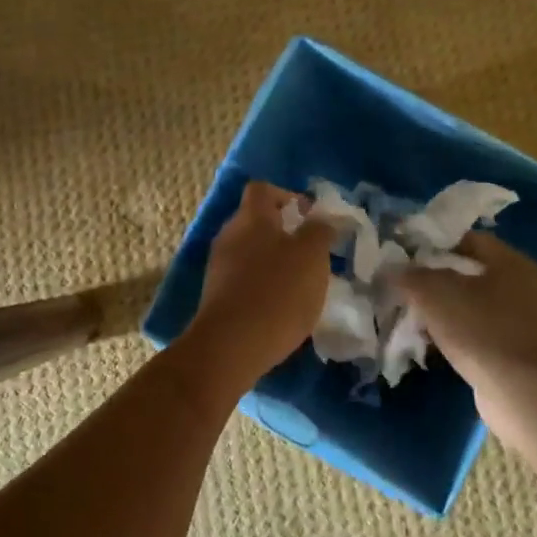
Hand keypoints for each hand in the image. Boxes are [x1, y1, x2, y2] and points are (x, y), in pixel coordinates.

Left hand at [182, 181, 334, 381]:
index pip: (263, 189)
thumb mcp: (312, 256)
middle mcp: (229, 235)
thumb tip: (320, 220)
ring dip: (273, 262)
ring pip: (250, 252)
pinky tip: (280, 308)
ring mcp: (218, 267)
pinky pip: (243, 280)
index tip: (310, 216)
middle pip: (255, 222)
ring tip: (300, 284)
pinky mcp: (216, 297)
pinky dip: (262, 286)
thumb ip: (319, 231)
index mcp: (251, 217)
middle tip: (311, 253)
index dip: (287, 196)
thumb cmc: (278, 291)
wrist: (231, 346)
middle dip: (283, 233)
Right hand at [396, 231, 536, 450]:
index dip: (433, 243)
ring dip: (439, 309)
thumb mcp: (436, 294)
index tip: (403, 253)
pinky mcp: (509, 350)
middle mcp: (519, 287)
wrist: (521, 394)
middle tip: (401, 283)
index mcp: (510, 263)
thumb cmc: (481, 330)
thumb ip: (409, 276)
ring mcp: (517, 321)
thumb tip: (389, 270)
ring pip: (467, 304)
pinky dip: (450, 333)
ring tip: (407, 313)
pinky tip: (426, 341)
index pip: (467, 239)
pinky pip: (473, 331)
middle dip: (431, 278)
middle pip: (466, 272)